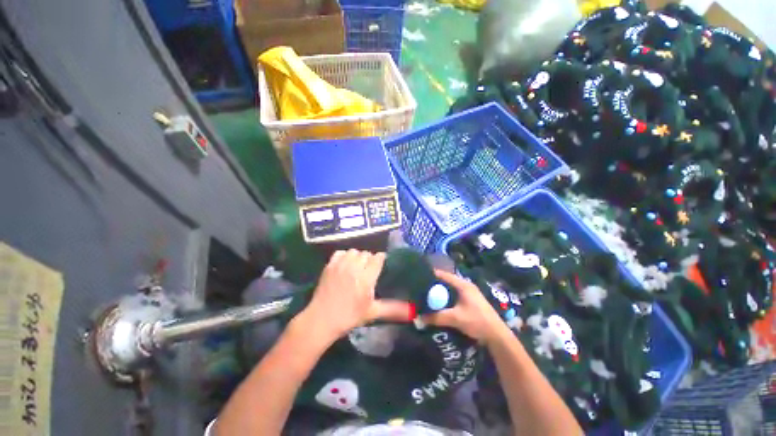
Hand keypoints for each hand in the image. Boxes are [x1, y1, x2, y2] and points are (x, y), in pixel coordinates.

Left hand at [297, 250, 411, 342]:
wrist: (322, 320)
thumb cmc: (349, 317)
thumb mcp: (372, 312)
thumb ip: (393, 309)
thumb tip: (413, 311)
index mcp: (366, 278)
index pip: (378, 258)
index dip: (381, 260)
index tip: (381, 265)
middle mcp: (354, 267)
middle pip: (366, 254)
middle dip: (370, 260)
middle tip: (368, 271)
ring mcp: (340, 265)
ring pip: (354, 251)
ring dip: (358, 257)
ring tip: (357, 267)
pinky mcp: (329, 265)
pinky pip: (341, 252)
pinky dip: (345, 256)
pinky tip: (345, 265)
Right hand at [422, 269, 504, 344]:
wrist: (497, 336)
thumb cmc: (477, 321)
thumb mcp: (455, 318)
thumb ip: (437, 317)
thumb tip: (419, 318)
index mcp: (463, 285)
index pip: (444, 275)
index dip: (432, 274)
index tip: (420, 277)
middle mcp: (466, 286)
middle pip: (447, 281)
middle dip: (435, 285)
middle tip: (422, 289)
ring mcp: (469, 294)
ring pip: (450, 289)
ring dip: (441, 293)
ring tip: (428, 297)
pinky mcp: (470, 302)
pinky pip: (454, 296)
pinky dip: (446, 299)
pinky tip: (439, 305)